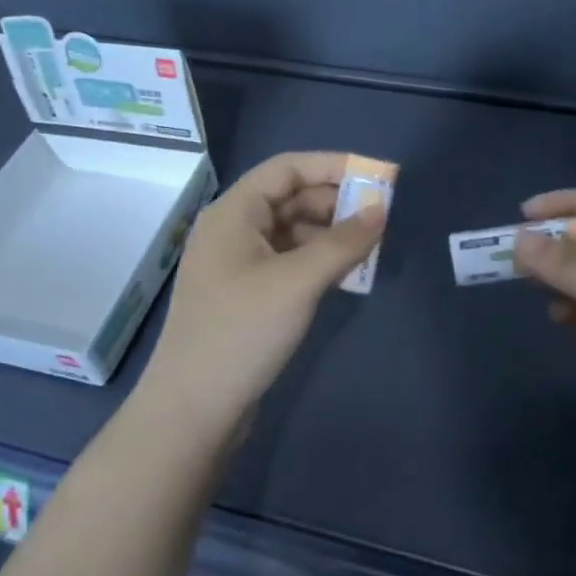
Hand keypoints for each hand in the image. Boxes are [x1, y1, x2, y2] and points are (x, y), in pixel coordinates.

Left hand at [136, 151, 384, 445]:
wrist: (193, 410)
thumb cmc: (242, 332)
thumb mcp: (297, 282)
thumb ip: (343, 242)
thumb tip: (381, 209)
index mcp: (233, 213)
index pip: (287, 169)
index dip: (333, 166)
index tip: (378, 176)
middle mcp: (232, 230)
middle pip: (290, 198)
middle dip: (336, 203)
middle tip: (381, 218)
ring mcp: (237, 264)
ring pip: (291, 232)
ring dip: (329, 234)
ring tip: (369, 249)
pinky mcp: (246, 295)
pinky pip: (287, 261)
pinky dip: (317, 261)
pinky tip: (345, 275)